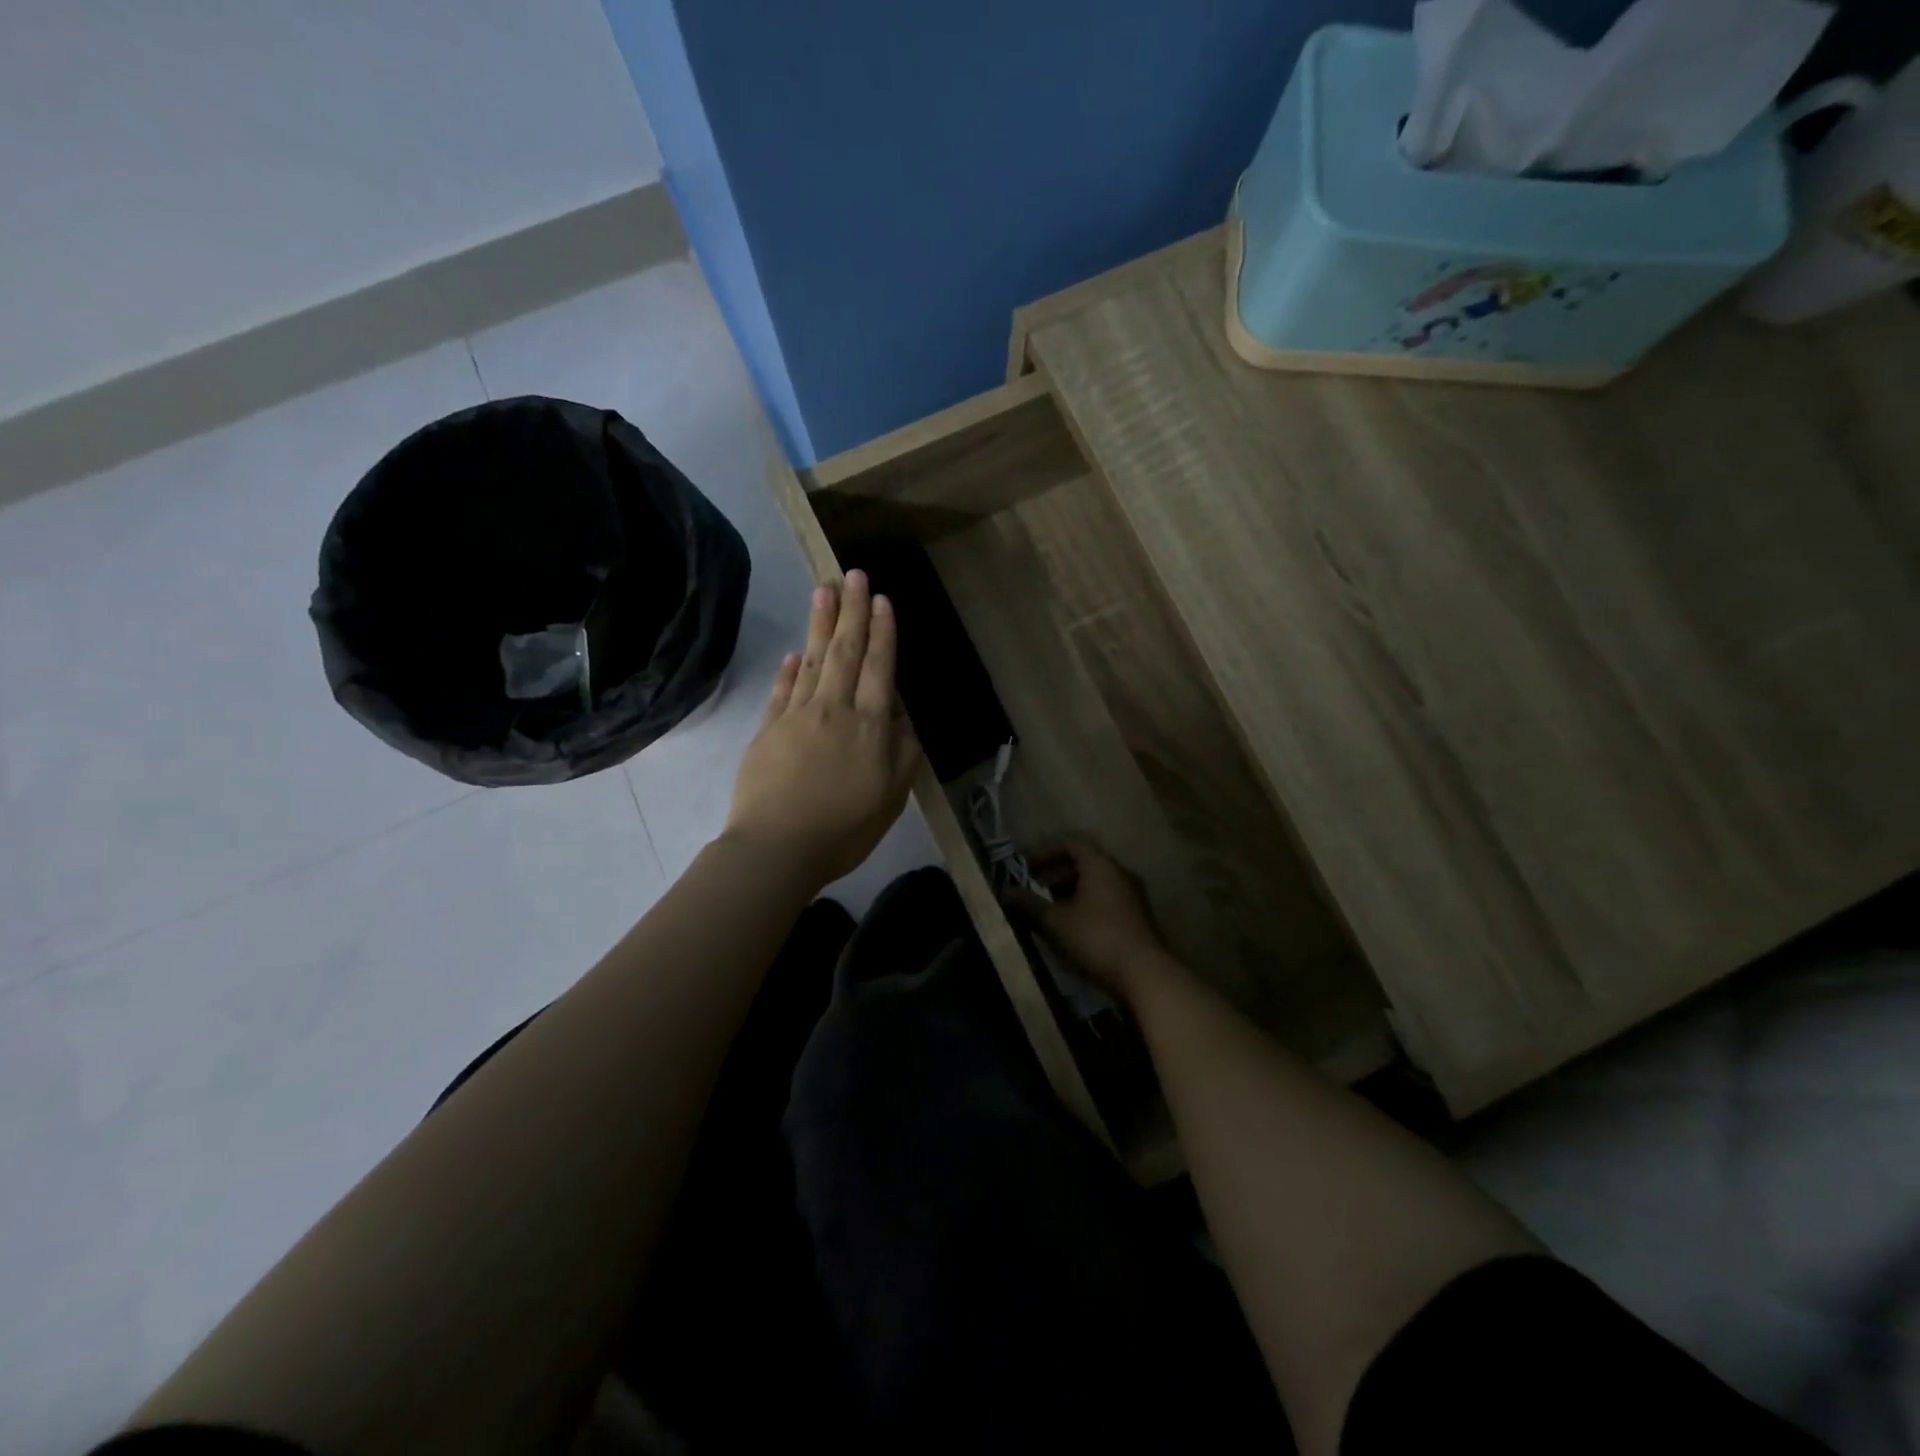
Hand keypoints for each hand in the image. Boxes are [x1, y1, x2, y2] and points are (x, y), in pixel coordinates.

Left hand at [724, 571, 922, 888]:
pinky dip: (789, 669)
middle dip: (852, 611)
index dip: (882, 633)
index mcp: (869, 727)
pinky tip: (794, 653)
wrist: (775, 848)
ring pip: (812, 661)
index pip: (879, 669)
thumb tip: (905, 717)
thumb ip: (902, 754)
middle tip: (853, 574)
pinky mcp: (767, 731)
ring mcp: (796, 717)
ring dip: (820, 624)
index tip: (882, 599)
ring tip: (824, 590)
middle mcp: (834, 710)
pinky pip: (781, 690)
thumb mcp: (890, 797)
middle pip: (845, 653)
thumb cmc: (842, 829)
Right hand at [1012, 838, 1177, 1002]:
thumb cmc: (1095, 938)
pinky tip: (1069, 929)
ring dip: (1068, 892)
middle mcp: (1119, 873)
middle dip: (1054, 873)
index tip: (1024, 867)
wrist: (1145, 974)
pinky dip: (1084, 906)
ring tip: (1046, 911)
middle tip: (1032, 889)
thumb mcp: (1054, 921)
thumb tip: (1004, 891)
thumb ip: (1028, 903)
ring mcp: (1132, 896)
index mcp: (1100, 864)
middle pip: (1083, 862)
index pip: (1071, 843)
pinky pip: (1105, 901)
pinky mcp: (1137, 918)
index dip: (1044, 851)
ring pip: (1094, 884)